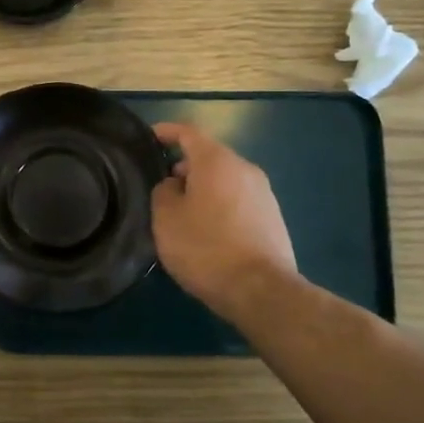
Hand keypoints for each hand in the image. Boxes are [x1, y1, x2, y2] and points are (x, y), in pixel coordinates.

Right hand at [150, 123, 296, 318]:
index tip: (150, 137)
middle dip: (185, 166)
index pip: (188, 132)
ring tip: (184, 212)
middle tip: (163, 185)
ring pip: (225, 180)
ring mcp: (264, 193)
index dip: (167, 132)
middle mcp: (245, 169)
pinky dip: (220, 205)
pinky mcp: (273, 218)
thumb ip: (163, 191)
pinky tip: (208, 231)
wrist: (260, 290)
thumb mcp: (166, 218)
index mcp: (216, 161)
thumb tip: (174, 186)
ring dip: (204, 188)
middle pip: (210, 157)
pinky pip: (238, 200)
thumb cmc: (205, 247)